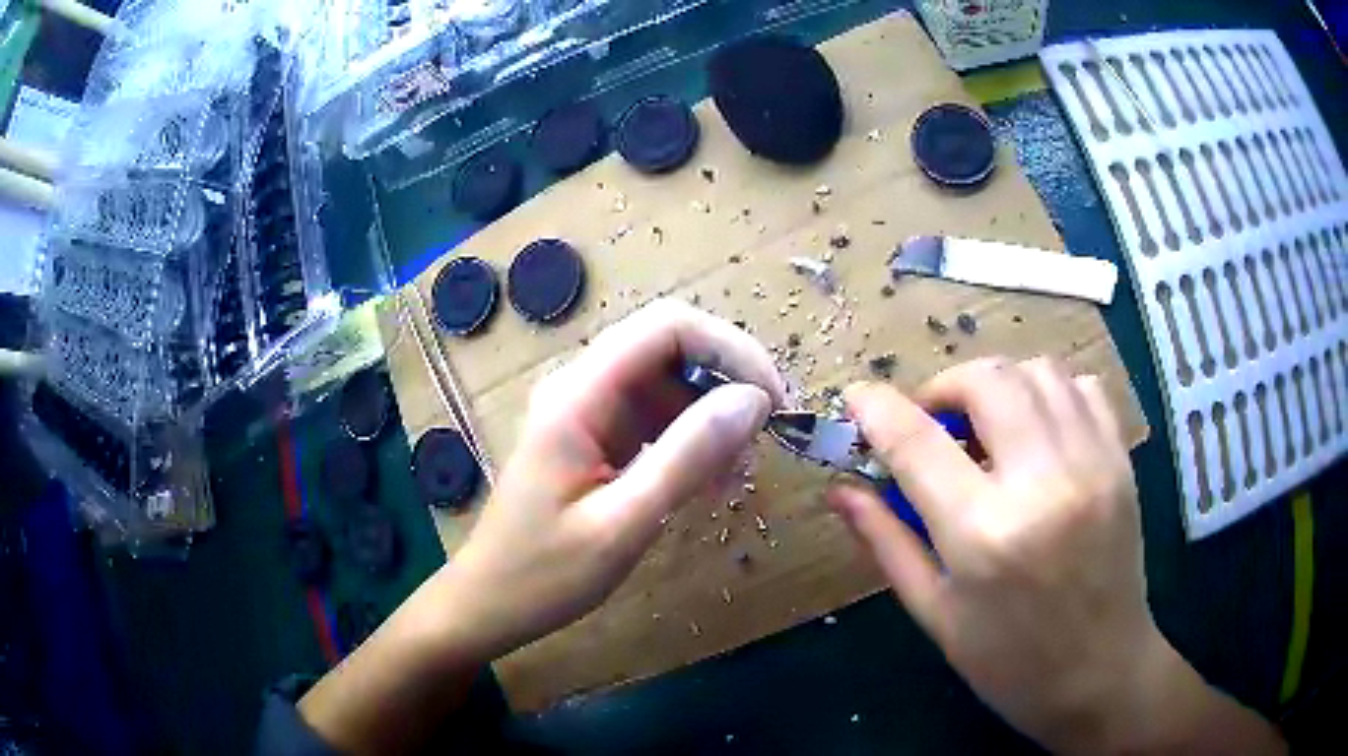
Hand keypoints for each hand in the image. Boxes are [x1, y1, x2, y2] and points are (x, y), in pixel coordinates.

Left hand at [300, 299, 784, 752]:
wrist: (489, 602)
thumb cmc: (544, 574)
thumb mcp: (623, 524)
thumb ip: (687, 458)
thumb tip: (753, 401)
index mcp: (578, 396)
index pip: (668, 327)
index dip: (731, 350)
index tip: (773, 402)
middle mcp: (581, 386)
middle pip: (670, 345)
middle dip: (728, 377)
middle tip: (768, 433)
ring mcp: (586, 410)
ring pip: (667, 379)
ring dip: (712, 411)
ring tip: (738, 469)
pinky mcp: (594, 435)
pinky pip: (654, 414)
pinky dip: (691, 437)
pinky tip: (708, 479)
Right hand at [828, 358, 1283, 754]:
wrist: (1101, 675)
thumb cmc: (1009, 663)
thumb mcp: (936, 615)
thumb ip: (887, 543)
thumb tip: (841, 490)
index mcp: (984, 535)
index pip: (917, 442)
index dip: (876, 408)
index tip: (856, 397)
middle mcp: (1042, 484)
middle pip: (987, 380)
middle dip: (944, 388)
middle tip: (932, 423)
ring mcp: (1091, 464)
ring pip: (1037, 371)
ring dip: (998, 385)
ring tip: (985, 426)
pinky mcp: (1120, 461)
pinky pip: (1083, 388)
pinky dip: (1049, 392)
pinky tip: (1037, 430)